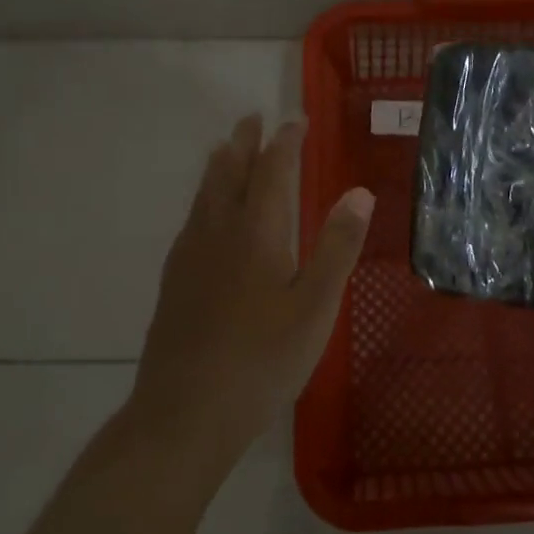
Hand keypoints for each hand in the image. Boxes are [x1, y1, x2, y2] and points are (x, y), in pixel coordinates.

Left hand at [131, 114, 373, 458]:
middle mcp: (219, 232)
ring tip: (225, 148)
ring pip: (205, 194)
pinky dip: (204, 198)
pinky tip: (204, 215)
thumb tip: (359, 193)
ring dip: (219, 165)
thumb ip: (337, 247)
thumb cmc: (262, 360)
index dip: (285, 142)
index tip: (295, 121)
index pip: (272, 170)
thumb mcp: (315, 307)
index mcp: (257, 232)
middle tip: (252, 119)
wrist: (184, 414)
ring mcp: (190, 256)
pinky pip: (191, 220)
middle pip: (230, 173)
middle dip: (244, 142)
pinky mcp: (174, 282)